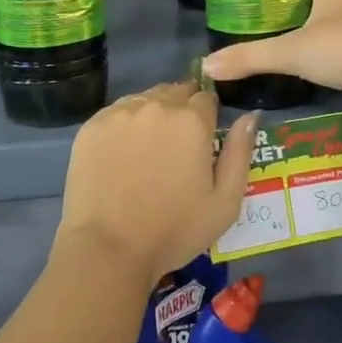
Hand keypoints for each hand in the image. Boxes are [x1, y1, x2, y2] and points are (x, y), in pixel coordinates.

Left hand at [56, 82, 257, 281]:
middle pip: (175, 92)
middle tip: (176, 147)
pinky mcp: (92, 126)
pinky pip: (116, 112)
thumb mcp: (225, 202)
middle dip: (181, 111)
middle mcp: (156, 105)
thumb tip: (249, 116)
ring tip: (148, 150)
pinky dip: (125, 125)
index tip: (203, 140)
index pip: (207, 97)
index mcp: (192, 120)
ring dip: (153, 114)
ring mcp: (119, 113)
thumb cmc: (174, 230)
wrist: (108, 249)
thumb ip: (240, 152)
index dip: (208, 116)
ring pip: (145, 99)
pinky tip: (123, 154)